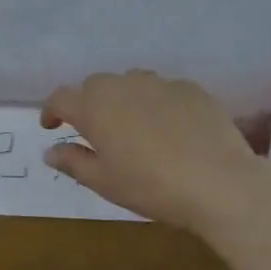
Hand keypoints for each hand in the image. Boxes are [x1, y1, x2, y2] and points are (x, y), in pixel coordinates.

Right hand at [41, 71, 268, 234]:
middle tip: (95, 132)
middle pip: (95, 85)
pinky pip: (163, 90)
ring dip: (123, 100)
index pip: (60, 98)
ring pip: (130, 83)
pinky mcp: (191, 89)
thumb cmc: (151, 186)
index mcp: (94, 107)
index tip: (52, 126)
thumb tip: (50, 151)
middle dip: (89, 104)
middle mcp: (123, 85)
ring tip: (134, 127)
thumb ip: (74, 162)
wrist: (219, 182)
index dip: (52, 110)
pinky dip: (157, 104)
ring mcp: (159, 83)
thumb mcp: (104, 182)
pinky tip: (170, 129)